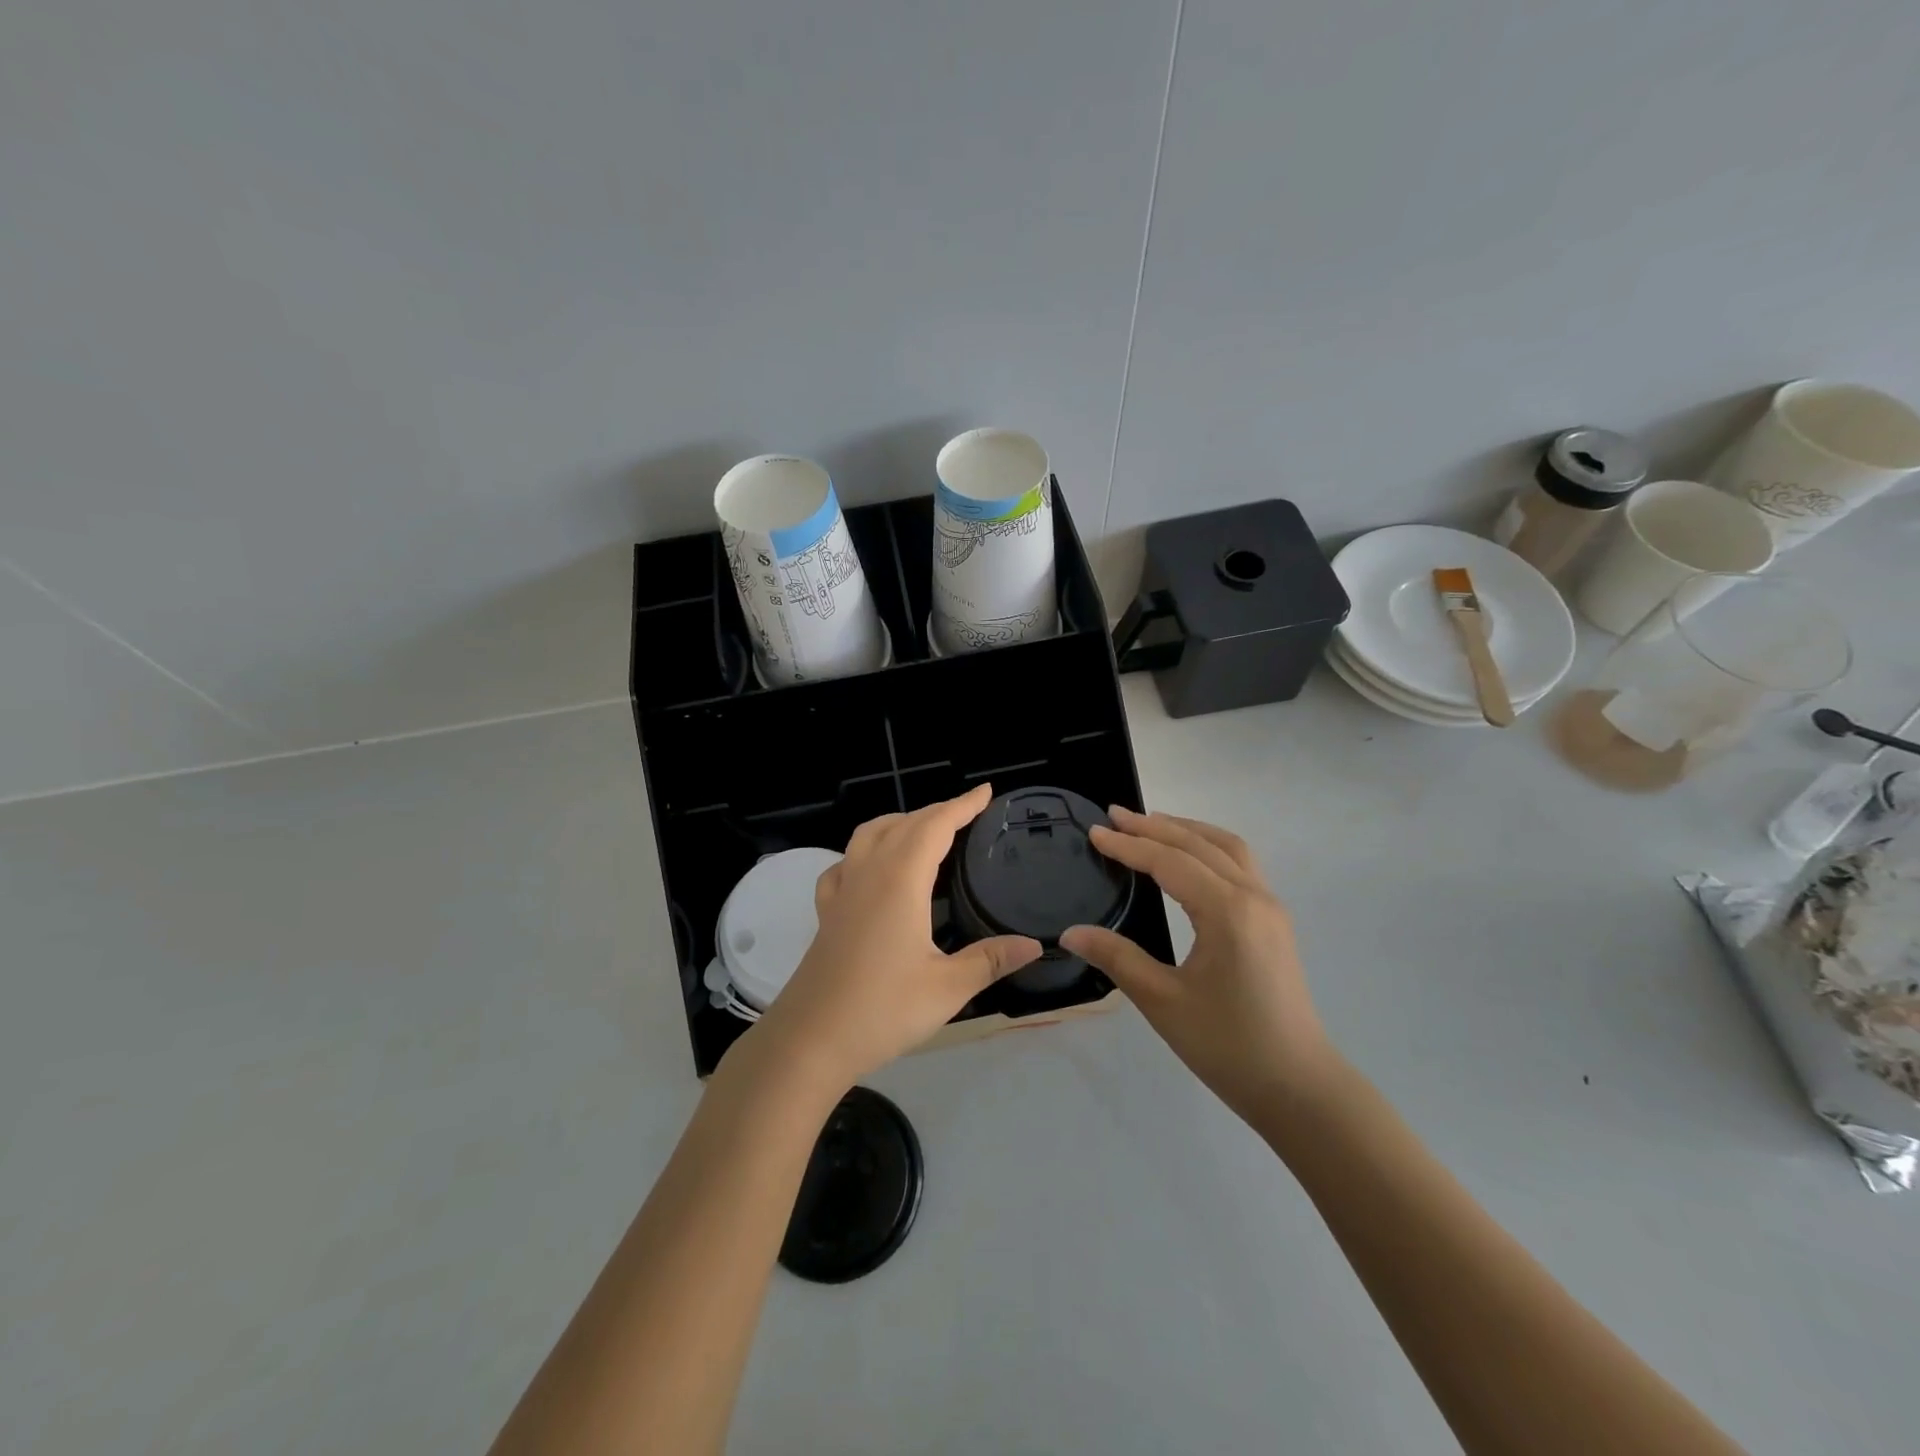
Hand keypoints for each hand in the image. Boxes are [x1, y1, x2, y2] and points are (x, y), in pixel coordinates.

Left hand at [752, 785, 1041, 1086]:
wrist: (810, 1040)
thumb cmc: (882, 1010)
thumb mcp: (947, 988)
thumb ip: (990, 960)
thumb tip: (1033, 944)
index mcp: (901, 881)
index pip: (935, 826)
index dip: (962, 806)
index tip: (985, 792)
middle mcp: (869, 874)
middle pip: (904, 824)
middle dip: (937, 812)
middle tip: (967, 813)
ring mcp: (842, 891)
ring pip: (868, 835)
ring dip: (899, 822)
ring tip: (923, 830)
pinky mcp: (827, 912)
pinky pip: (844, 864)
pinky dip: (863, 852)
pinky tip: (871, 870)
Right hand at [1060, 808, 1337, 1123]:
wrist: (1299, 1088)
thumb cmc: (1229, 1046)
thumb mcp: (1164, 1002)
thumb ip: (1117, 958)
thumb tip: (1071, 932)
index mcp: (1227, 911)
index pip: (1169, 862)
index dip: (1129, 846)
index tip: (1095, 832)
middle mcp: (1254, 897)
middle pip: (1199, 844)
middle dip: (1155, 826)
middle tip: (1115, 816)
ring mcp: (1270, 908)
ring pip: (1227, 848)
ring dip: (1187, 830)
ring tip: (1150, 824)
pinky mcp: (1275, 923)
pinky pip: (1240, 865)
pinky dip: (1209, 847)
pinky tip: (1189, 859)